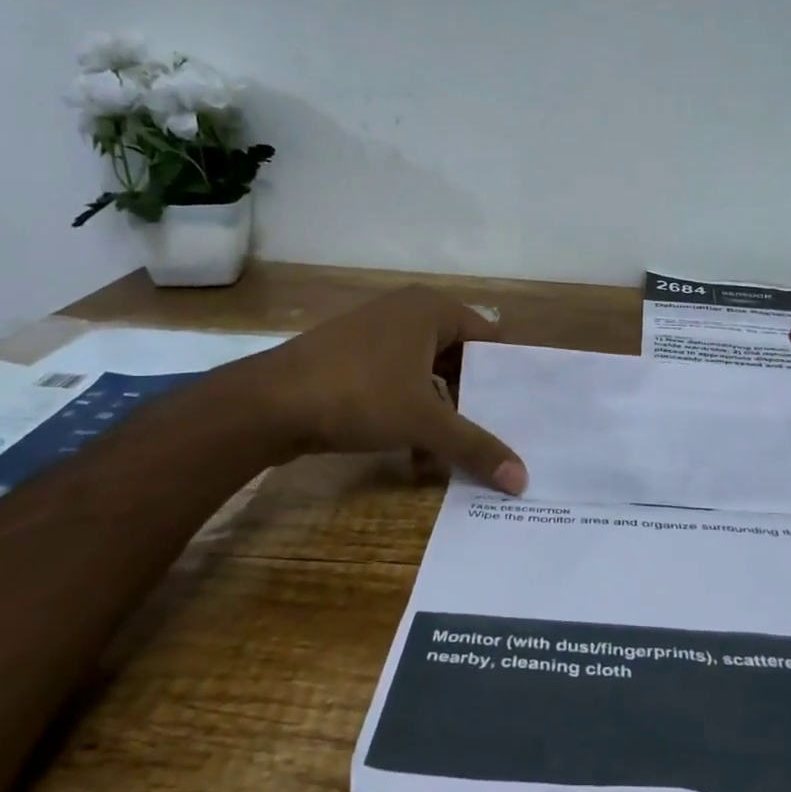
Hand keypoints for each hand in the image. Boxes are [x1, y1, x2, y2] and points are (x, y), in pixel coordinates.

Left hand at [236, 286, 527, 492]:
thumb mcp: (425, 422)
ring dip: (441, 417)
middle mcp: (406, 313)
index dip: (505, 376)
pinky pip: (398, 385)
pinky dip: (411, 416)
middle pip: (458, 360)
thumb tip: (523, 481)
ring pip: (427, 378)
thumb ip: (476, 447)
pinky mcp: (351, 360)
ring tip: (450, 457)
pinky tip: (414, 457)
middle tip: (493, 438)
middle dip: (472, 403)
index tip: (520, 413)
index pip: (489, 338)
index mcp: (431, 310)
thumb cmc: (359, 394)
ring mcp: (376, 336)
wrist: (268, 403)